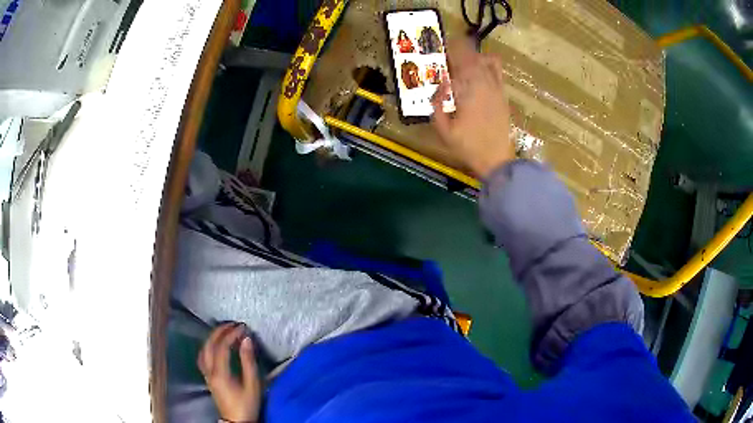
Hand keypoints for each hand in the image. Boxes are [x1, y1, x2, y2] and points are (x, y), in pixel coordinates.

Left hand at [198, 323, 260, 422]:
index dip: (231, 334)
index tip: (242, 328)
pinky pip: (203, 357)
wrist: (237, 421)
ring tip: (224, 332)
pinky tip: (214, 347)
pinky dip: (208, 347)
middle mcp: (209, 371)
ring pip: (204, 350)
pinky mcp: (208, 378)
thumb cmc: (246, 404)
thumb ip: (248, 362)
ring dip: (213, 338)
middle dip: (220, 332)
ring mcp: (207, 375)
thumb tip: (246, 340)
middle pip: (209, 345)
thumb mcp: (252, 385)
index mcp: (220, 372)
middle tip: (232, 324)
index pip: (222, 347)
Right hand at [432, 38, 514, 178]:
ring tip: (461, 62)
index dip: (447, 50)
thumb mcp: (443, 130)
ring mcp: (495, 86)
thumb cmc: (467, 146)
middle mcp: (482, 82)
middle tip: (446, 57)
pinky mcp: (502, 92)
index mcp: (466, 89)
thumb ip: (437, 104)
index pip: (457, 58)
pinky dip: (488, 62)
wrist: (496, 159)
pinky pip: (497, 69)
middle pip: (470, 55)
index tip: (438, 50)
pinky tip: (480, 65)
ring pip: (483, 59)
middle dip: (456, 51)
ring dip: (470, 56)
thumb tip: (440, 83)